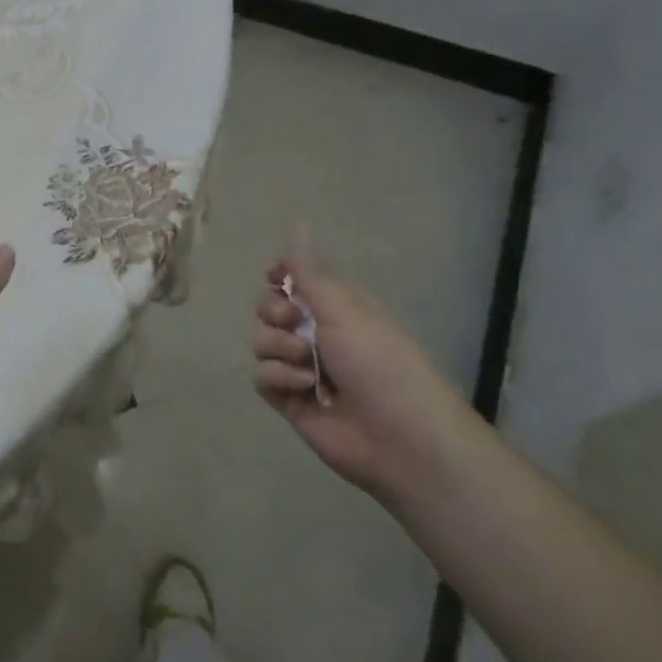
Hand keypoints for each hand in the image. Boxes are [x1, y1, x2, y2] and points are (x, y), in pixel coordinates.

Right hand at [252, 257, 474, 501]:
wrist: (400, 438)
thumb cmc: (380, 363)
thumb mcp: (344, 309)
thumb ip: (309, 272)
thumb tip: (299, 223)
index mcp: (337, 308)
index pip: (296, 280)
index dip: (280, 276)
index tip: (274, 277)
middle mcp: (317, 335)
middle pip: (269, 309)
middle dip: (274, 312)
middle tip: (293, 322)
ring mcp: (302, 368)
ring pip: (261, 342)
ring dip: (280, 348)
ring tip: (308, 365)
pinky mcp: (290, 399)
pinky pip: (262, 377)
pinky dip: (280, 378)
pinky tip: (304, 388)